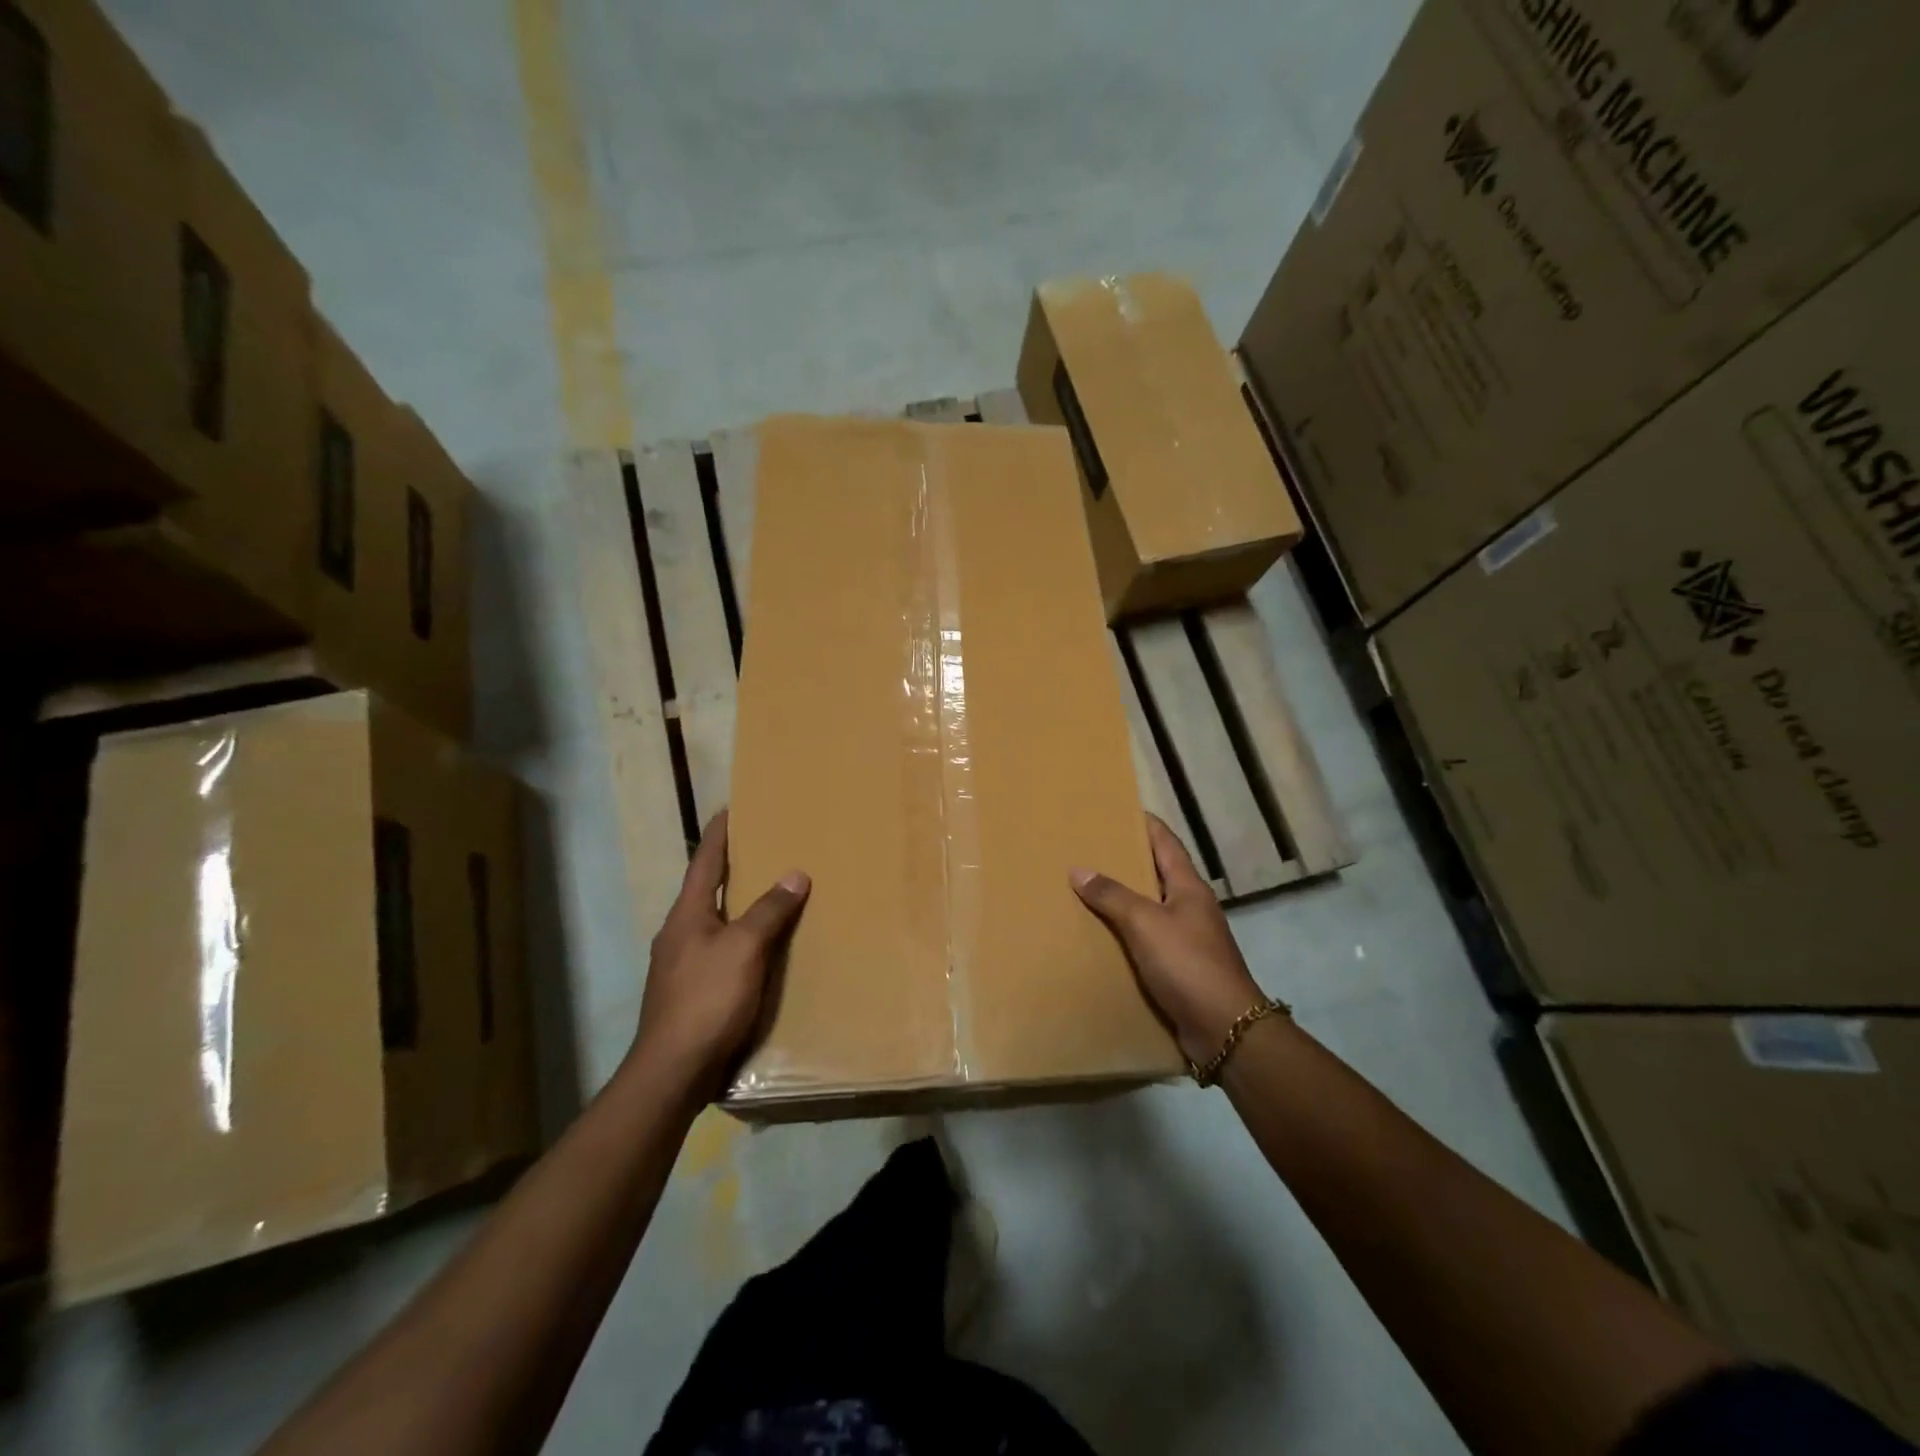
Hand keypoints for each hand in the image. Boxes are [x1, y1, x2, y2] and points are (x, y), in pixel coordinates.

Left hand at [632, 810, 809, 1099]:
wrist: (672, 1072)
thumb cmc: (706, 1000)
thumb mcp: (744, 949)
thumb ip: (769, 911)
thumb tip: (795, 874)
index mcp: (687, 914)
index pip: (705, 860)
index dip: (719, 833)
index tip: (732, 807)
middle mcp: (678, 933)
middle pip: (706, 889)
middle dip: (732, 867)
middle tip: (763, 847)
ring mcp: (680, 964)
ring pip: (713, 921)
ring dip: (737, 905)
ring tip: (769, 894)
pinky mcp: (689, 992)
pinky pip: (719, 950)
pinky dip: (740, 938)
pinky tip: (760, 949)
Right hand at [1071, 814, 1265, 1064]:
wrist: (1224, 1028)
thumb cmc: (1188, 964)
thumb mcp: (1145, 923)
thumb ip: (1112, 896)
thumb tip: (1079, 870)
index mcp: (1189, 887)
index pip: (1166, 842)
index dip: (1145, 824)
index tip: (1120, 808)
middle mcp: (1191, 907)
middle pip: (1157, 873)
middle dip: (1127, 860)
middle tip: (1091, 848)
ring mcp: (1188, 938)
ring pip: (1151, 908)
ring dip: (1124, 899)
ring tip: (1088, 889)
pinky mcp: (1180, 967)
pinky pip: (1147, 940)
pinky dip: (1126, 933)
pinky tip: (1102, 936)